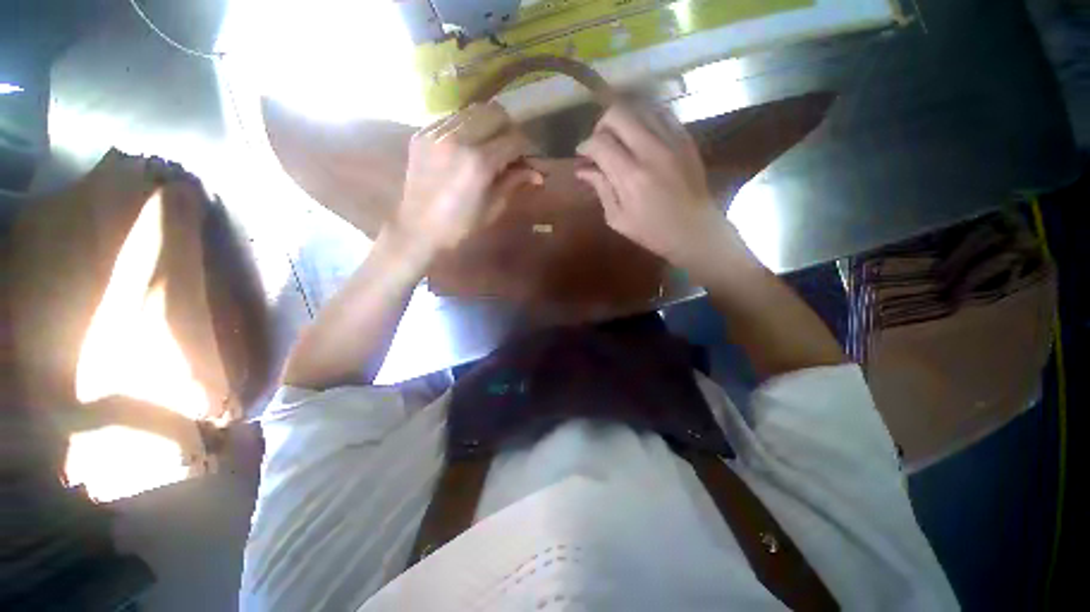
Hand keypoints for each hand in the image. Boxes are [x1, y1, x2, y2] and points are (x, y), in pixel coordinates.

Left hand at [388, 102, 542, 258]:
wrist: (418, 230)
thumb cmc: (461, 226)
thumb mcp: (493, 208)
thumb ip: (515, 183)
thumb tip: (538, 173)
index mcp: (479, 162)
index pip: (514, 139)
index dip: (527, 148)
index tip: (529, 160)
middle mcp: (459, 139)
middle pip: (496, 114)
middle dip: (509, 130)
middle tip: (511, 150)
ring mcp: (437, 132)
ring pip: (474, 110)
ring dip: (488, 125)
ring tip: (490, 146)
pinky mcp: (423, 133)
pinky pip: (453, 118)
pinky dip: (467, 128)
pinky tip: (467, 147)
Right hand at [575, 102, 728, 265]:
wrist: (696, 231)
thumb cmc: (652, 232)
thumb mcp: (618, 219)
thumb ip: (601, 189)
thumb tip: (583, 170)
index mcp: (631, 176)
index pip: (600, 143)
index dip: (586, 145)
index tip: (582, 155)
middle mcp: (651, 151)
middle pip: (619, 114)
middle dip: (602, 125)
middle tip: (599, 143)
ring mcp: (672, 141)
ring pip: (640, 107)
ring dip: (624, 120)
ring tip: (619, 138)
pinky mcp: (686, 139)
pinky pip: (661, 114)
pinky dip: (645, 119)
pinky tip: (640, 136)